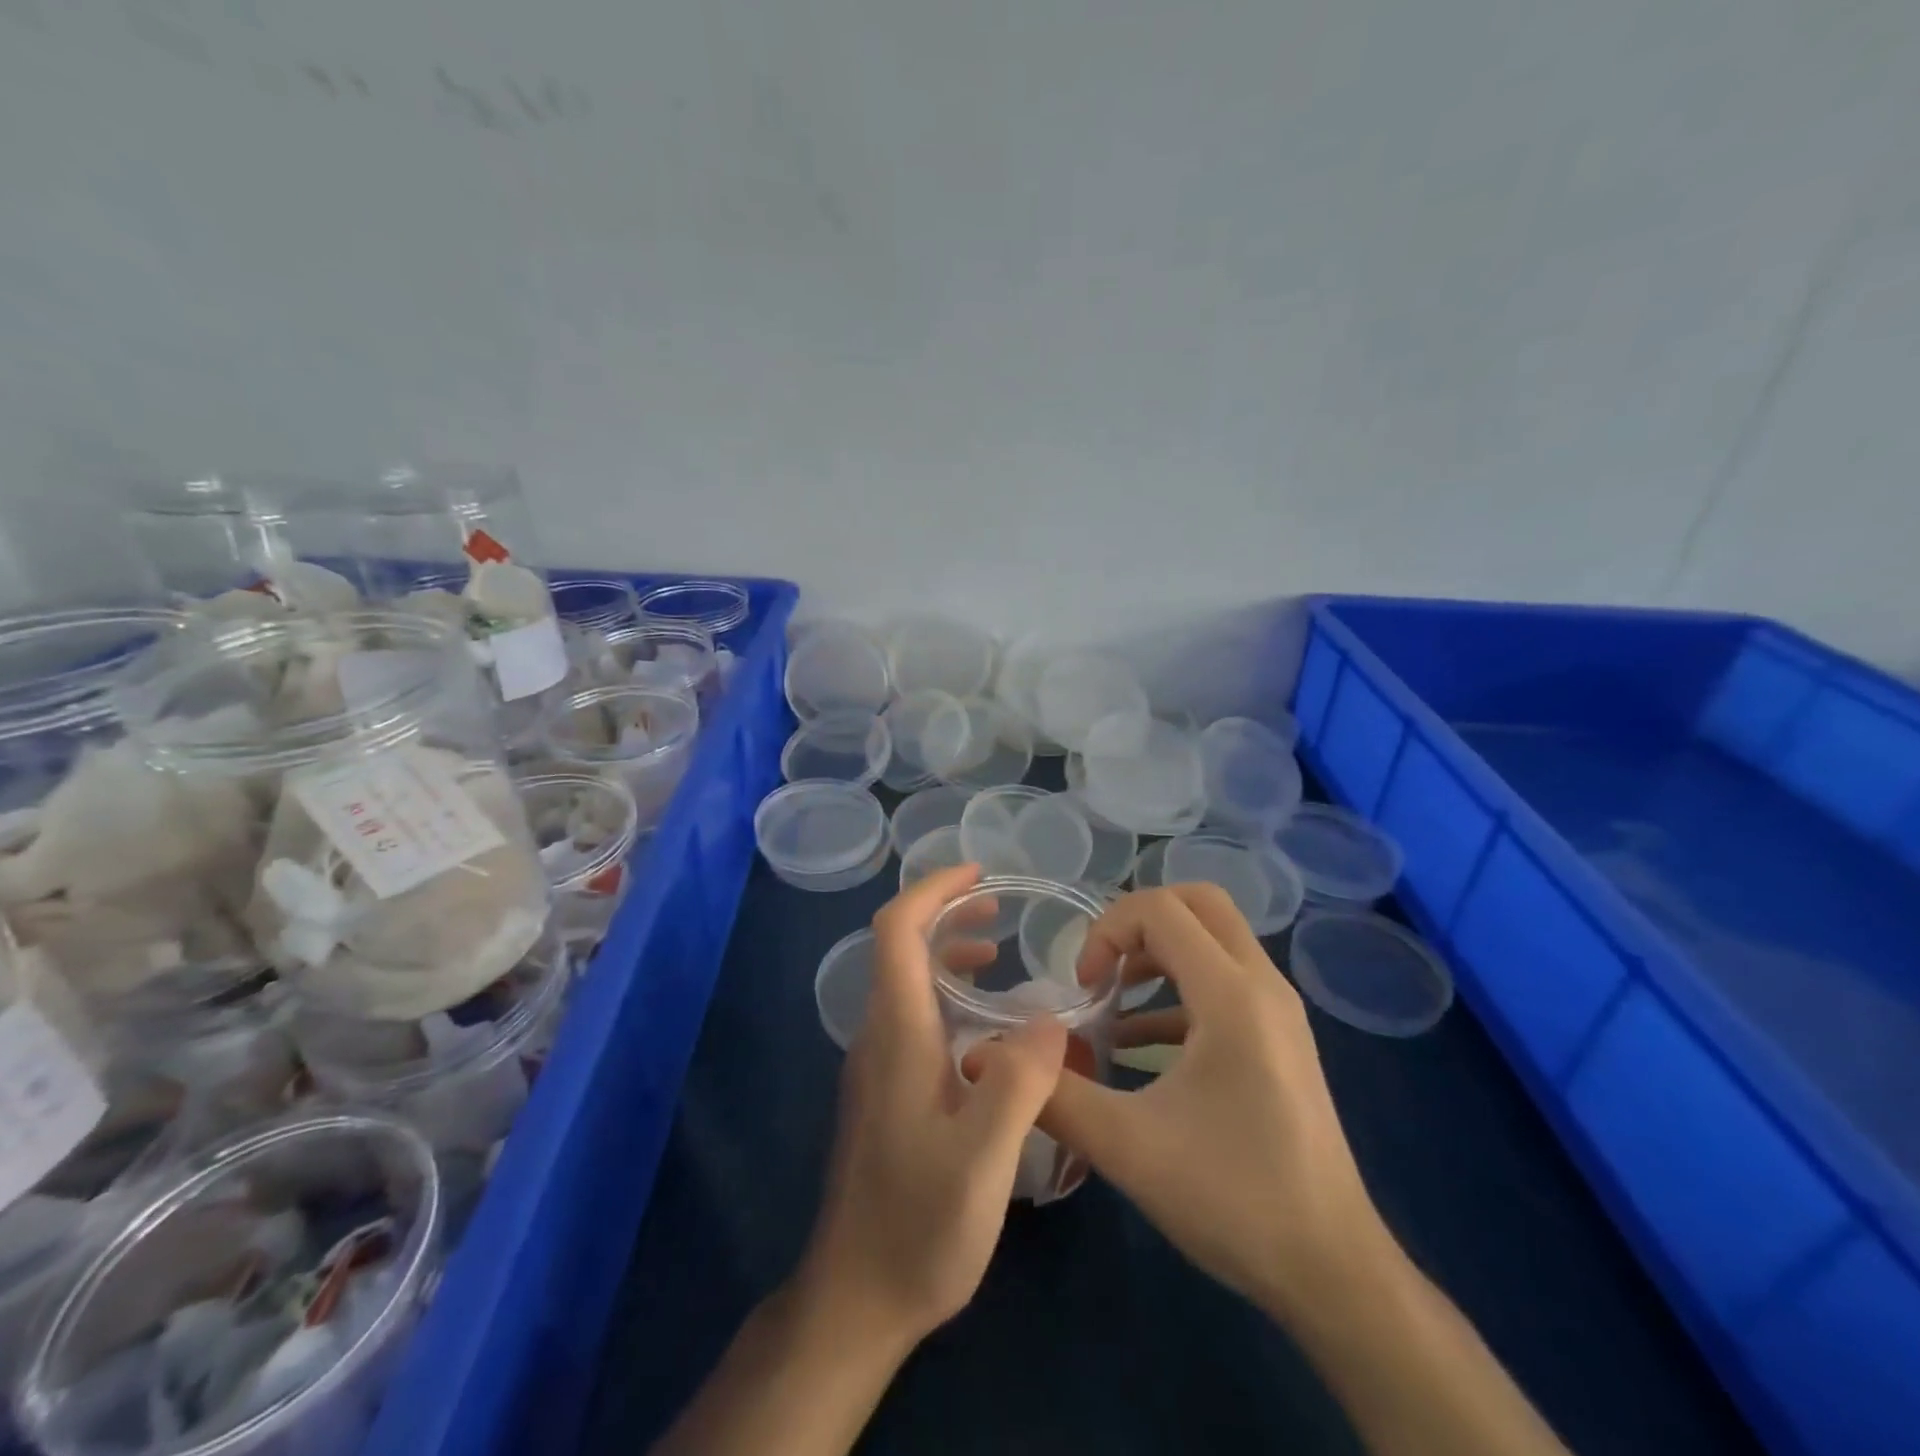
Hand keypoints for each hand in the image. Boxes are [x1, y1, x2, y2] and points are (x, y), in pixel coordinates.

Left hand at [798, 863, 1067, 1349]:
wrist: (855, 1298)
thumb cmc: (917, 1226)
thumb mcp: (982, 1160)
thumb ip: (1018, 1083)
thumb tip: (1048, 1017)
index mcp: (897, 1033)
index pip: (897, 930)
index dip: (933, 890)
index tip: (978, 874)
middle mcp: (879, 1036)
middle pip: (900, 947)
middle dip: (946, 913)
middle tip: (999, 908)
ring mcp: (878, 1065)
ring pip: (907, 983)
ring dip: (947, 954)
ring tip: (998, 954)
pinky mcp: (887, 1092)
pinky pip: (915, 1017)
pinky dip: (948, 996)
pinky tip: (989, 1030)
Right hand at [1043, 885, 1391, 1318]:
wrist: (1333, 1272)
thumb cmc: (1234, 1199)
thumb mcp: (1128, 1148)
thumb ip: (1053, 1094)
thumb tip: (987, 1058)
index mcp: (1232, 996)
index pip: (1161, 909)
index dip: (1107, 931)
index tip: (1083, 988)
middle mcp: (1263, 985)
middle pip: (1198, 902)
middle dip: (1138, 922)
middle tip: (1102, 970)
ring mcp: (1278, 1011)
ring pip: (1215, 937)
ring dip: (1158, 952)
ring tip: (1113, 1001)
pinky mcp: (1279, 1038)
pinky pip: (1225, 981)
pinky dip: (1178, 990)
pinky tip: (1139, 1044)